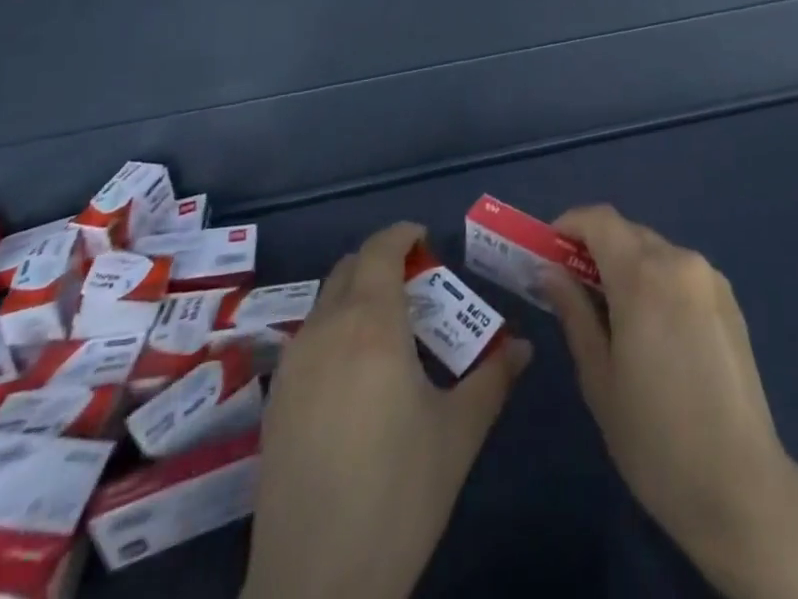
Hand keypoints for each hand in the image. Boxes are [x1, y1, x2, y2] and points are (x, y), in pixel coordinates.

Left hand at [244, 221, 531, 598]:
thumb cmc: (397, 494)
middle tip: (418, 289)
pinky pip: (308, 341)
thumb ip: (494, 377)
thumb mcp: (459, 433)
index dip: (402, 235)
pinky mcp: (273, 405)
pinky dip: (334, 333)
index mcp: (371, 324)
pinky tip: (356, 379)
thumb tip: (525, 346)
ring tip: (391, 335)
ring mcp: (292, 369)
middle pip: (348, 269)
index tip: (427, 241)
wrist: (313, 588)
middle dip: (381, 264)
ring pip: (324, 304)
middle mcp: (325, 331)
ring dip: (356, 298)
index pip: (380, 250)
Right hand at [545, 206, 797, 598]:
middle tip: (571, 288)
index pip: (600, 219)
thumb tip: (549, 272)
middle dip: (596, 249)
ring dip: (628, 266)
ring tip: (611, 315)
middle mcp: (681, 261)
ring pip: (656, 252)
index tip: (548, 252)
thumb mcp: (599, 377)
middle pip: (629, 233)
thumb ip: (574, 312)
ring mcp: (711, 278)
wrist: (740, 485)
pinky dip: (657, 281)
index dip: (570, 225)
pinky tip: (653, 330)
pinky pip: (682, 272)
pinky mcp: (730, 300)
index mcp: (644, 274)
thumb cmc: (655, 438)